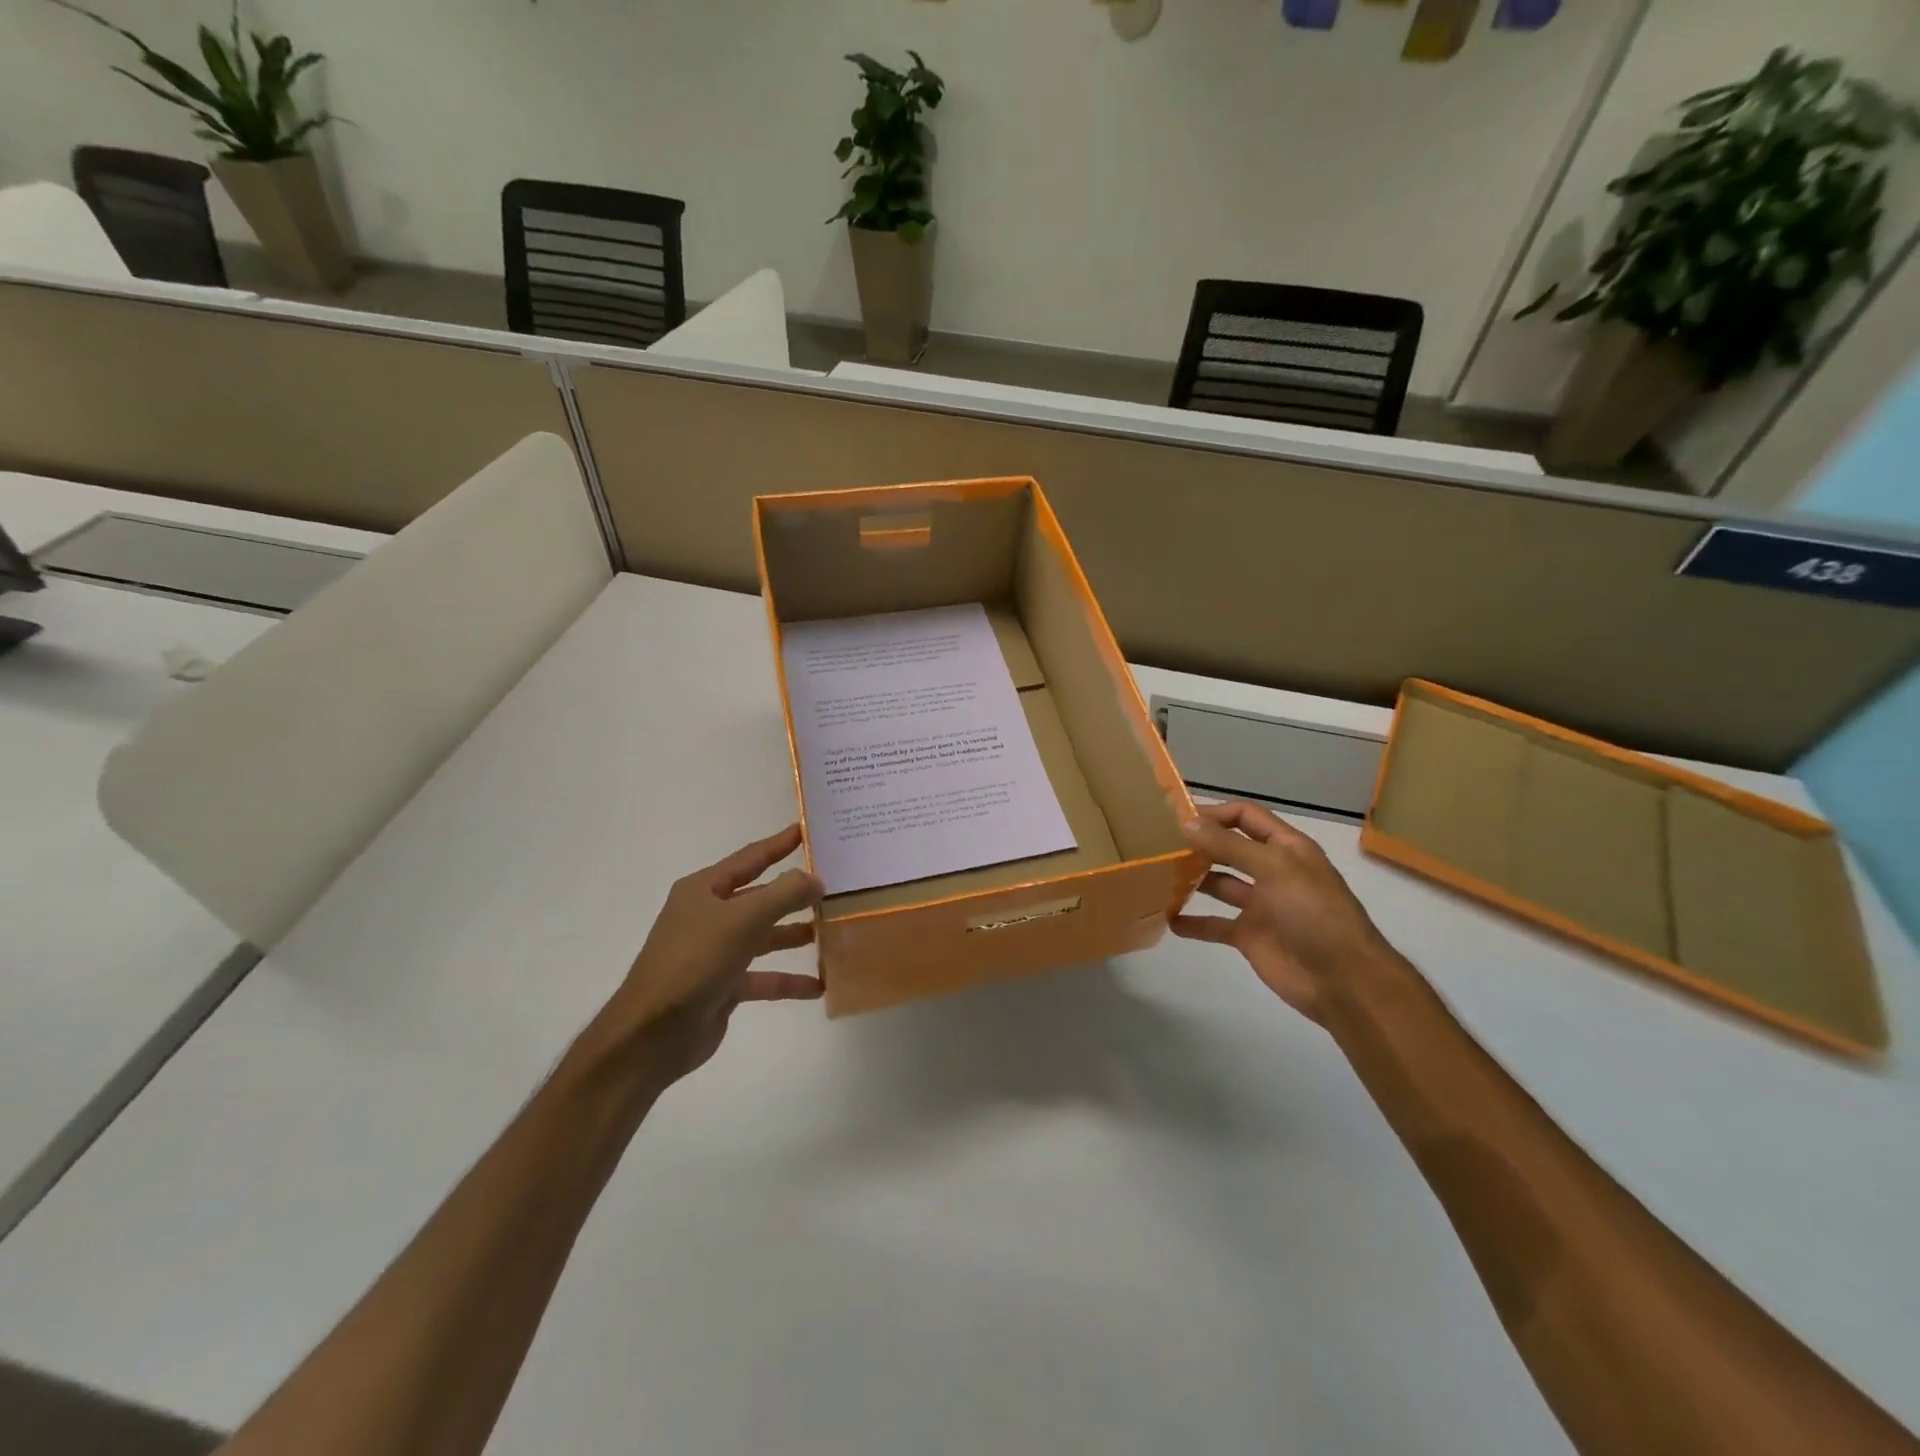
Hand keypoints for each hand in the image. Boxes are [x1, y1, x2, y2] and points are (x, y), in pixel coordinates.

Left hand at [590, 824, 823, 1085]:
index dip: (780, 844)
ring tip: (831, 930)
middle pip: (760, 897)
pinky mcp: (722, 987)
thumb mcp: (743, 919)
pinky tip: (818, 986)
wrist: (652, 1034)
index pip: (750, 858)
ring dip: (794, 935)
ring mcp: (714, 952)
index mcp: (704, 889)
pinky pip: (763, 977)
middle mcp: (708, 916)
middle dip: (794, 893)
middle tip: (834, 883)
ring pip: (764, 937)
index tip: (808, 829)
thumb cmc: (695, 961)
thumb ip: (785, 894)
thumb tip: (816, 880)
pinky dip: (788, 980)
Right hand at [1173, 801, 1393, 1023]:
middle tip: (1160, 844)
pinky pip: (1215, 924)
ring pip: (1219, 884)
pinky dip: (1193, 922)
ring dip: (1192, 879)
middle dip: (1199, 844)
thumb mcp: (1275, 869)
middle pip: (1229, 848)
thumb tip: (1188, 823)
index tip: (1178, 819)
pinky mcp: (1249, 936)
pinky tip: (1168, 919)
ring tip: (1158, 876)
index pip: (1246, 817)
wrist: (1343, 981)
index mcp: (1286, 848)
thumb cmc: (1314, 913)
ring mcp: (1260, 905)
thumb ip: (1230, 846)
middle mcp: (1271, 871)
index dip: (1215, 813)